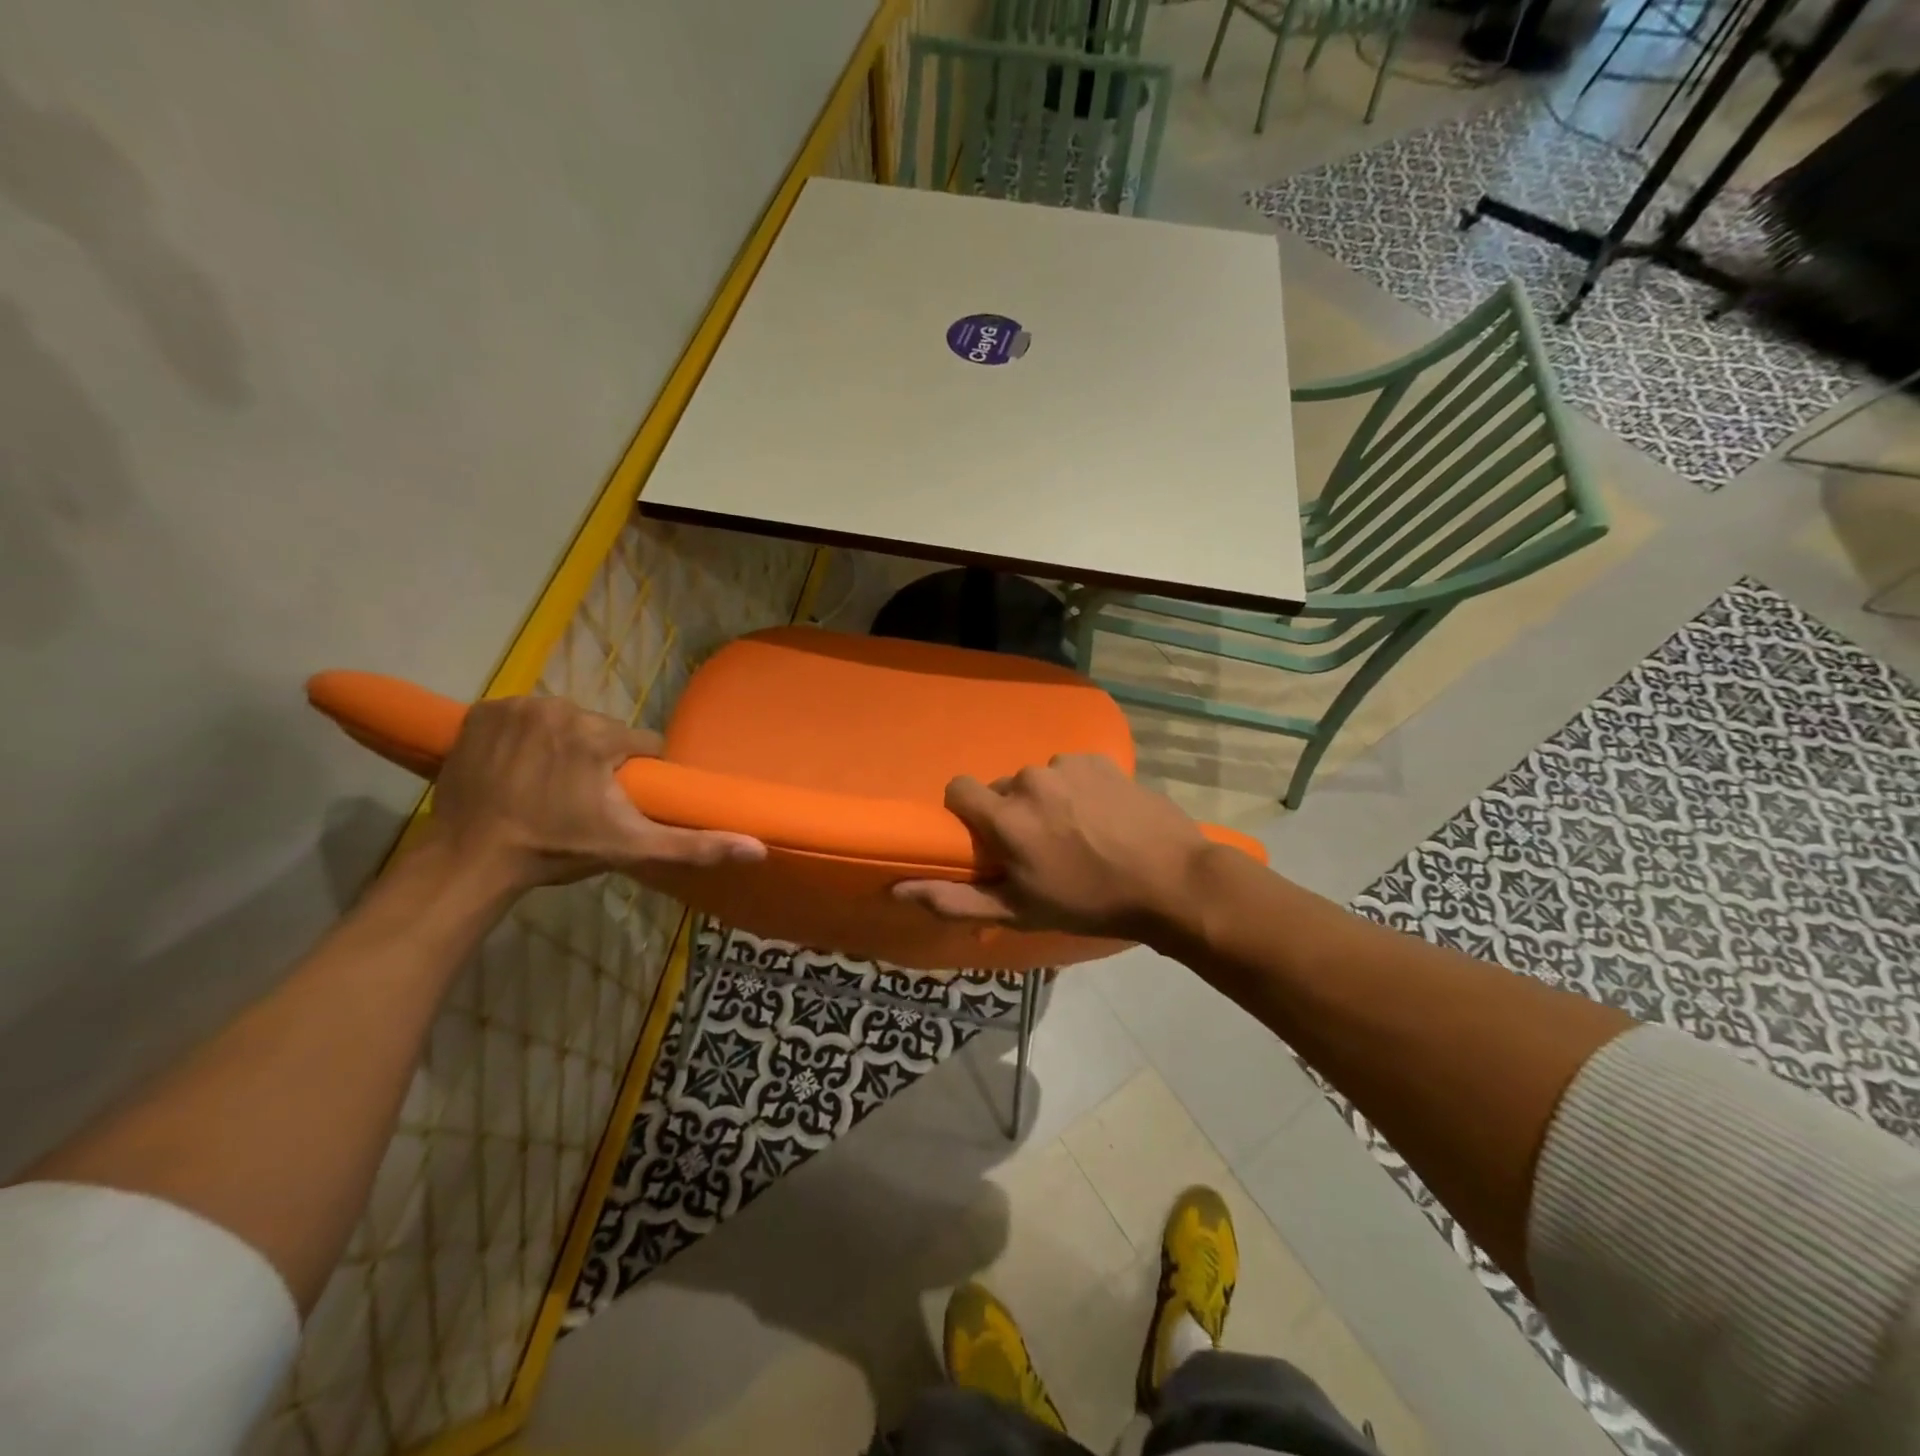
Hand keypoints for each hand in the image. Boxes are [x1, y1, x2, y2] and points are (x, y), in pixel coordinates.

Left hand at [427, 695, 763, 891]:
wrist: (471, 859)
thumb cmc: (556, 850)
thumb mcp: (632, 848)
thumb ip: (696, 845)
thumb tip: (759, 848)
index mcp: (598, 735)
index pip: (641, 745)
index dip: (636, 775)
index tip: (618, 801)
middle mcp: (559, 707)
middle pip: (600, 731)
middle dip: (597, 760)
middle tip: (578, 800)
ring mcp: (515, 707)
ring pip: (563, 722)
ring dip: (562, 746)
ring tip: (546, 785)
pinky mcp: (481, 712)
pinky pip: (522, 717)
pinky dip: (524, 736)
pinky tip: (517, 767)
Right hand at [892, 755, 1211, 940]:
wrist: (1170, 881)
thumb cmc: (1090, 902)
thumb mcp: (1019, 911)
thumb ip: (955, 899)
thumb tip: (898, 888)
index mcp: (1005, 816)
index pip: (958, 789)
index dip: (968, 813)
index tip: (989, 838)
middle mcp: (1030, 780)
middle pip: (1003, 788)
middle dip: (1013, 813)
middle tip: (1044, 848)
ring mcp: (1067, 765)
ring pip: (1039, 780)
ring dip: (1048, 801)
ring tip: (1080, 833)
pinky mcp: (1099, 759)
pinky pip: (1071, 770)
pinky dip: (1078, 788)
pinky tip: (1103, 815)